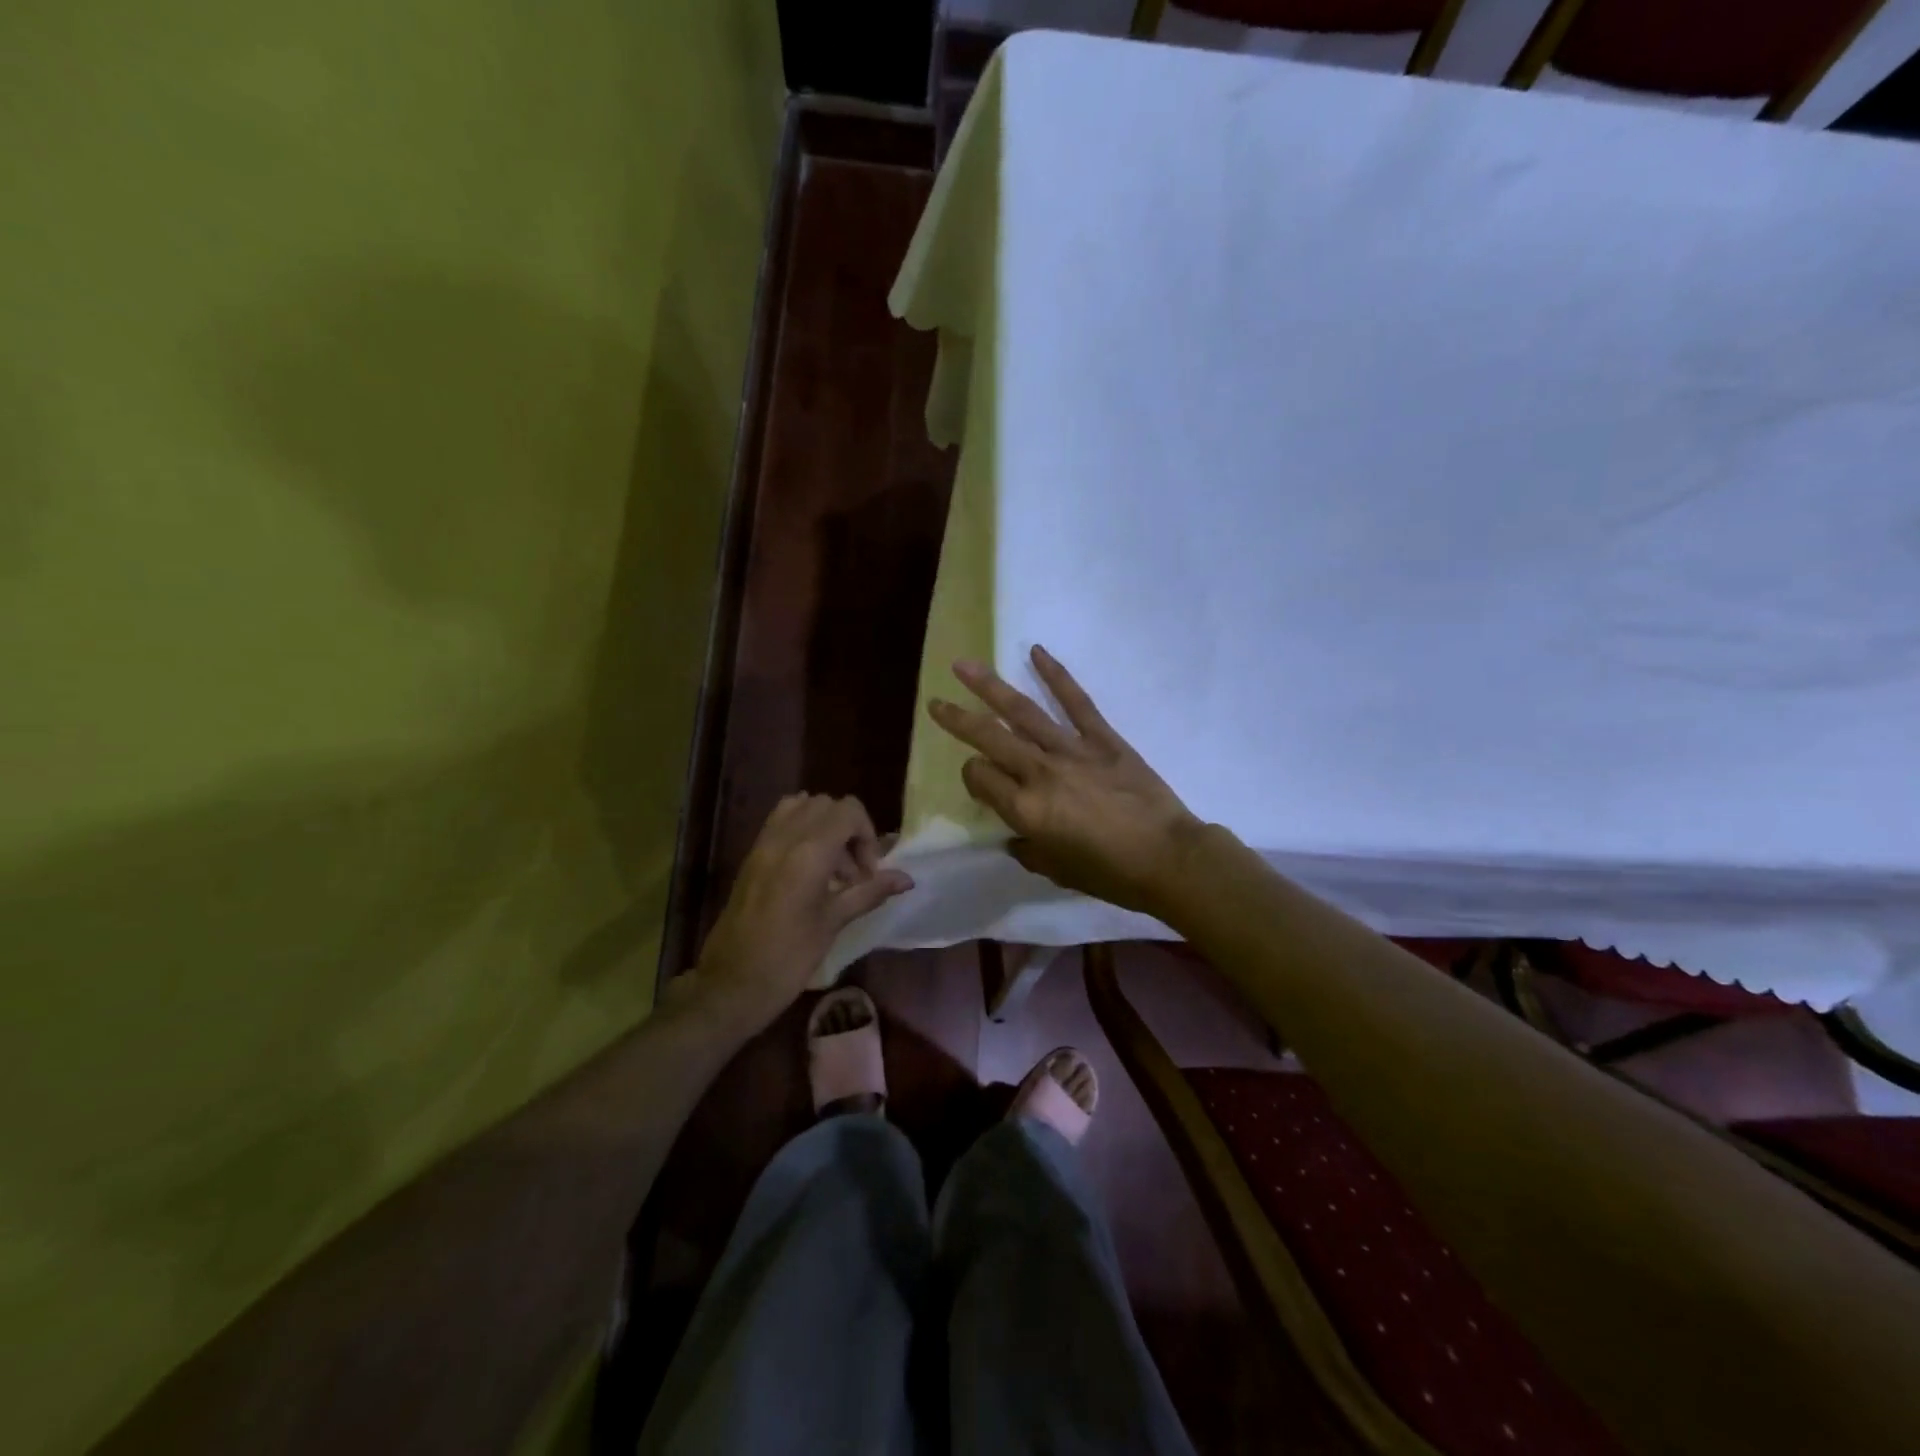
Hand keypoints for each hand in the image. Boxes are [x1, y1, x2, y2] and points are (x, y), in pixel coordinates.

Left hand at [685, 794, 912, 1034]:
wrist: (731, 984)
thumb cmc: (789, 957)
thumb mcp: (833, 923)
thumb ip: (870, 892)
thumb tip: (906, 879)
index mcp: (809, 852)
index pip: (849, 811)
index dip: (867, 835)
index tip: (868, 873)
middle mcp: (785, 837)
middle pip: (827, 805)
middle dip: (849, 829)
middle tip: (854, 871)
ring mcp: (764, 843)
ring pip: (802, 807)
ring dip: (825, 827)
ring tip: (832, 870)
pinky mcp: (752, 855)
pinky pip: (781, 822)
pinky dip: (802, 831)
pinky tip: (809, 868)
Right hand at [927, 646, 1204, 918]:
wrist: (1168, 858)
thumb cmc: (1109, 874)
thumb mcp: (1056, 871)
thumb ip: (1028, 850)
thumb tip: (1017, 836)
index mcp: (1025, 809)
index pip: (980, 778)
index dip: (972, 777)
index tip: (981, 782)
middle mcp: (1039, 772)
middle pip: (989, 738)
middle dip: (958, 719)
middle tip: (935, 703)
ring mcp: (1071, 750)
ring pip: (1022, 711)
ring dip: (989, 686)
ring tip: (963, 665)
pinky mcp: (1103, 738)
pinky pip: (1075, 701)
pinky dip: (1056, 674)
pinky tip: (1036, 651)